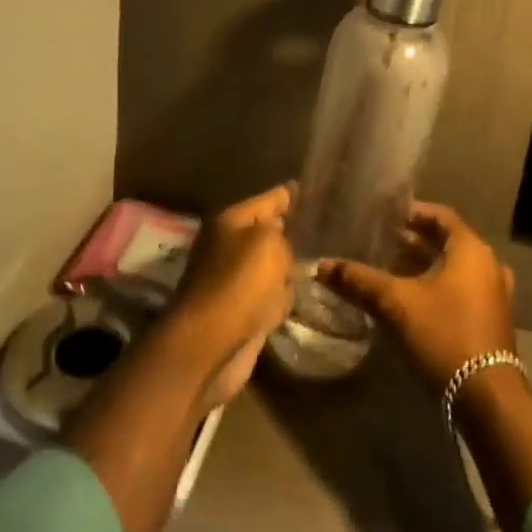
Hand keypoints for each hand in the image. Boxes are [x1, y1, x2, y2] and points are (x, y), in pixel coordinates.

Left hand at [166, 184, 295, 407]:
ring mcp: (234, 281)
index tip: (307, 187)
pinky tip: (296, 297)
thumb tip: (283, 247)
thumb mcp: (269, 243)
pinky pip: (270, 296)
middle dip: (291, 232)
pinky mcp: (241, 313)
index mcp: (230, 221)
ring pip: (272, 266)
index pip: (268, 199)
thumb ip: (283, 236)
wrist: (209, 345)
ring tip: (316, 261)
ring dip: (289, 269)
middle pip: (269, 232)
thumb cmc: (239, 284)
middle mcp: (230, 246)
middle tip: (321, 229)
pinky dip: (281, 299)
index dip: (289, 194)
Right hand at [317, 201, 515, 391]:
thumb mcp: (395, 304)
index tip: (386, 216)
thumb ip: (359, 281)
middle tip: (384, 241)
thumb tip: (321, 266)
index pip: (441, 216)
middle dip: (416, 241)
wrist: (487, 399)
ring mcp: (495, 295)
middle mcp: (489, 265)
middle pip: (448, 242)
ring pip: (456, 268)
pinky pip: (464, 291)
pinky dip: (440, 288)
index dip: (413, 212)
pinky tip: (415, 301)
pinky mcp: (492, 322)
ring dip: (427, 266)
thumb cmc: (444, 335)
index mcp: (471, 249)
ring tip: (395, 268)